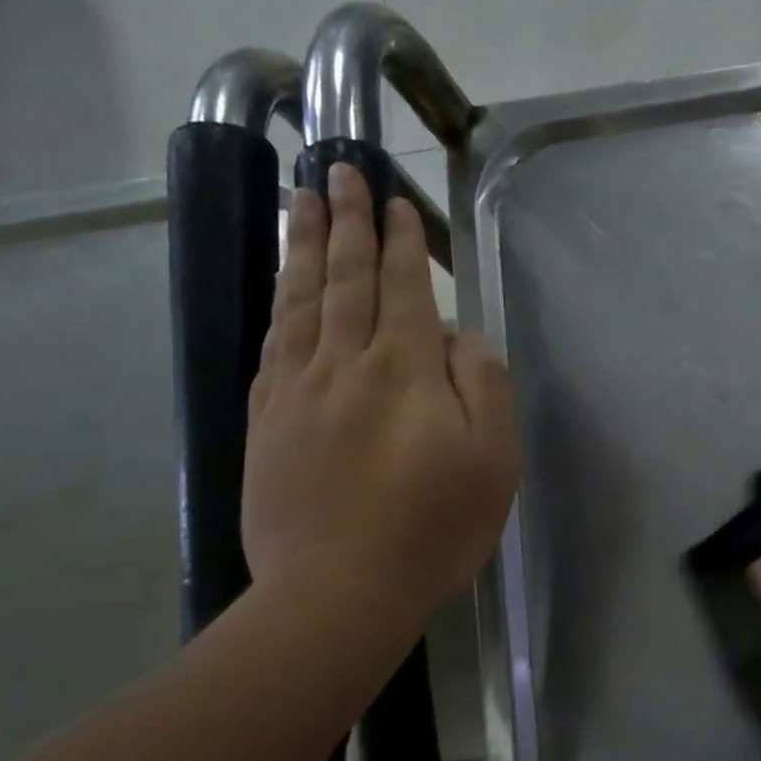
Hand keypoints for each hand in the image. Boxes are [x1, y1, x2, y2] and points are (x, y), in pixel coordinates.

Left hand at [242, 164, 519, 641]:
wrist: (339, 589)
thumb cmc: (434, 528)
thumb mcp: (493, 460)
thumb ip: (483, 386)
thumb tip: (460, 336)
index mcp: (405, 372)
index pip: (402, 290)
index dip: (399, 242)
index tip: (392, 199)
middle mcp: (344, 365)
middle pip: (345, 281)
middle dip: (345, 222)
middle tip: (336, 172)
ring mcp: (297, 392)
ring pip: (300, 302)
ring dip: (303, 247)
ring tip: (299, 202)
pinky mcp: (267, 422)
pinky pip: (272, 345)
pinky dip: (279, 305)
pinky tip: (282, 288)